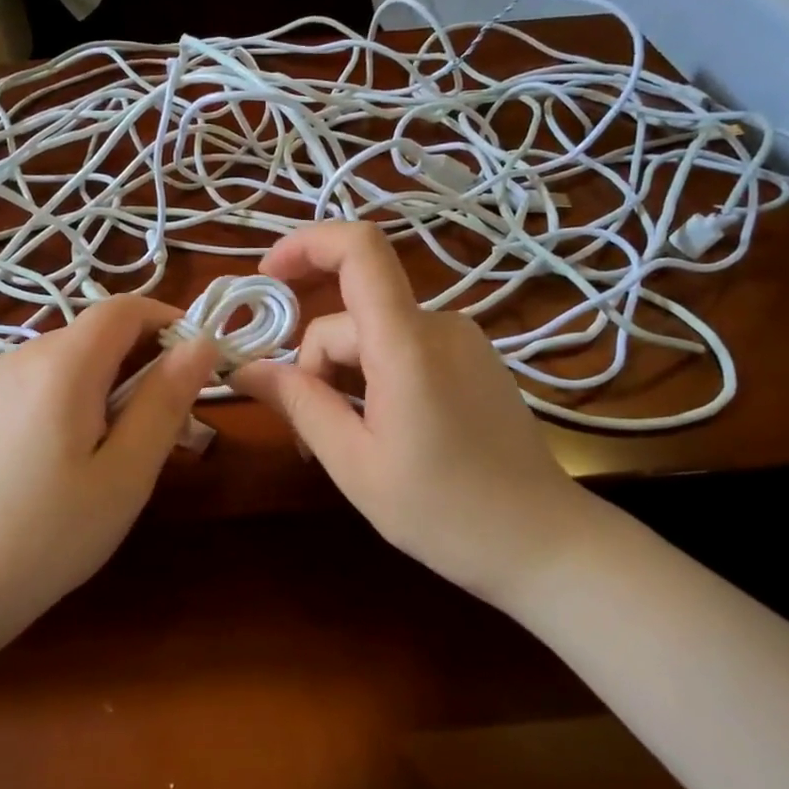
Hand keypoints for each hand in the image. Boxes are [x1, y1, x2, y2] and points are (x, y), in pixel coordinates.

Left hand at [0, 296, 220, 613]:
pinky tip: (96, 453)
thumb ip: (166, 399)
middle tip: (179, 424)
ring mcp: (6, 382)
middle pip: (104, 332)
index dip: (172, 322)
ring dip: (125, 384)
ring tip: (141, 447)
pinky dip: (93, 399)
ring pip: (84, 359)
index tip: (205, 367)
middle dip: (152, 361)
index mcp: (62, 362)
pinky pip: (59, 382)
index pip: (126, 308)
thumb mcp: (127, 470)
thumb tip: (202, 343)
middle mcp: (29, 356)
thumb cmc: (51, 532)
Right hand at [234, 222, 596, 606]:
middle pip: (352, 316)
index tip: (266, 279)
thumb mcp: (355, 464)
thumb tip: (245, 369)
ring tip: (345, 445)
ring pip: (376, 336)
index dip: (305, 245)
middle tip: (306, 435)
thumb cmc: (444, 512)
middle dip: (315, 363)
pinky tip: (381, 432)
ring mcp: (463, 342)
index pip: (359, 249)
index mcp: (408, 344)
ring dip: (344, 377)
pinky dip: (376, 377)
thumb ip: (300, 404)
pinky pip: (406, 349)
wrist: (543, 542)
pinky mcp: (475, 361)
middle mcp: (439, 326)